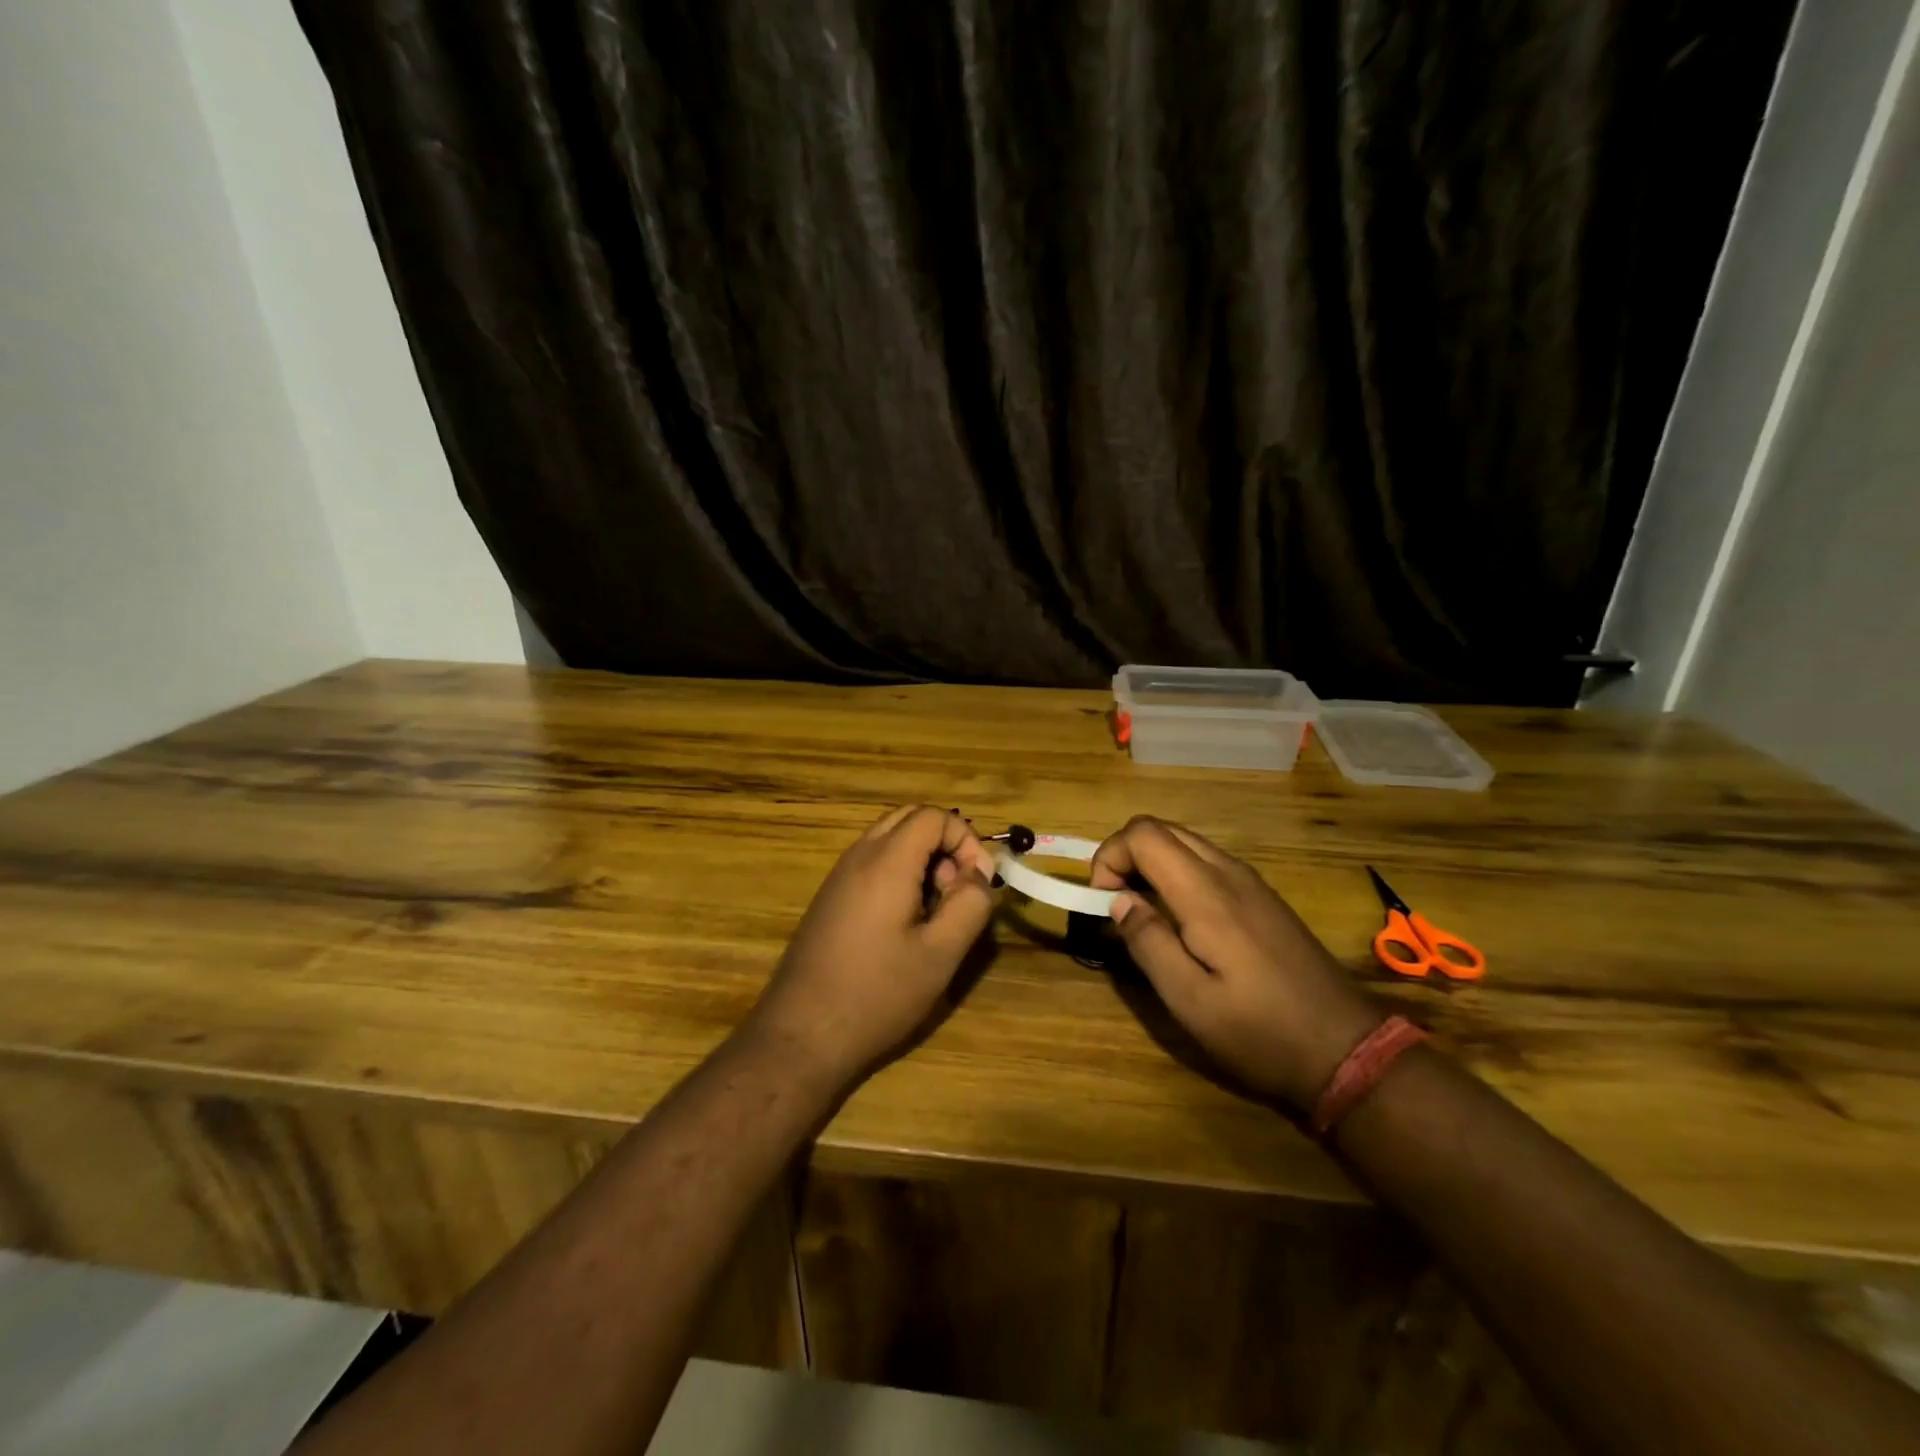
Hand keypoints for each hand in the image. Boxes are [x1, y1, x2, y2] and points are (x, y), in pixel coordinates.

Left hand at [744, 805, 997, 1091]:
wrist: (801, 1034)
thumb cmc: (877, 994)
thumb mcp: (940, 954)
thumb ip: (971, 904)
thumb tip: (980, 874)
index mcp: (886, 862)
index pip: (934, 815)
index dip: (966, 840)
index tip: (977, 883)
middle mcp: (858, 857)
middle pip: (909, 819)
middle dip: (944, 844)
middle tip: (955, 891)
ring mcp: (838, 876)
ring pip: (889, 839)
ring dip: (922, 860)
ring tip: (934, 911)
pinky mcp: (830, 898)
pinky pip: (871, 863)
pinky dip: (899, 874)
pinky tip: (904, 925)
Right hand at [1091, 816, 1382, 1112]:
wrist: (1347, 1049)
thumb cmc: (1261, 1031)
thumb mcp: (1190, 1002)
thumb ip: (1148, 943)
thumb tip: (1118, 900)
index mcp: (1206, 893)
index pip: (1142, 834)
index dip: (1110, 857)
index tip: (1103, 903)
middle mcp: (1228, 873)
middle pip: (1162, 829)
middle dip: (1126, 856)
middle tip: (1116, 906)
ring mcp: (1251, 882)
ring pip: (1185, 842)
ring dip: (1152, 864)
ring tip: (1144, 914)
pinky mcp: (1263, 897)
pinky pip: (1208, 862)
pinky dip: (1178, 874)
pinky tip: (1182, 921)